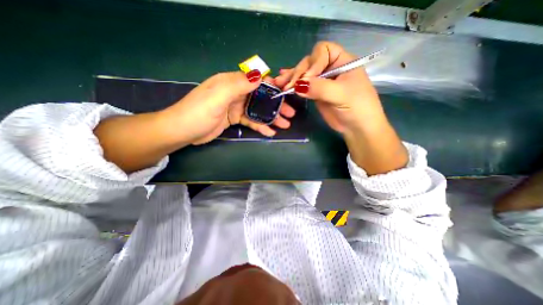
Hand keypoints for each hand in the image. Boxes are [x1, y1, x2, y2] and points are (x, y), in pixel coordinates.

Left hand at [162, 71, 294, 145]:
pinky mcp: (234, 119)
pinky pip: (251, 121)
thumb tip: (260, 75)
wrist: (183, 131)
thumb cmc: (198, 112)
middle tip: (290, 114)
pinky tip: (270, 132)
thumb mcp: (217, 96)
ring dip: (271, 117)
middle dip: (276, 105)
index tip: (285, 93)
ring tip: (285, 124)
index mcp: (231, 82)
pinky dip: (260, 126)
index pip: (256, 80)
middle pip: (260, 97)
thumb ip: (238, 85)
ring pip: (258, 110)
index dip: (272, 86)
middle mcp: (235, 93)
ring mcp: (235, 107)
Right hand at [276, 41, 406, 175]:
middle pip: (310, 62)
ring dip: (291, 77)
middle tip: (288, 85)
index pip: (323, 51)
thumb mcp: (341, 95)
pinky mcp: (315, 92)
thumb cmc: (357, 108)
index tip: (308, 79)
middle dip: (298, 73)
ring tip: (279, 82)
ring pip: (304, 74)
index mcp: (342, 61)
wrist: (357, 127)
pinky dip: (293, 84)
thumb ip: (319, 88)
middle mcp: (330, 68)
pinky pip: (303, 86)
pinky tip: (282, 82)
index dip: (313, 62)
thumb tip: (297, 85)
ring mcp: (322, 81)